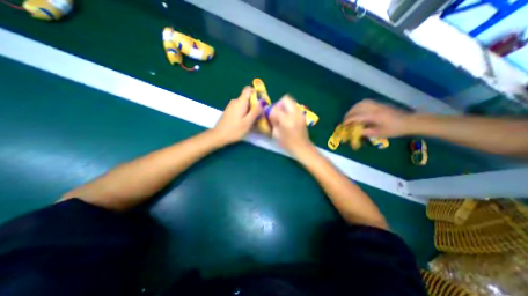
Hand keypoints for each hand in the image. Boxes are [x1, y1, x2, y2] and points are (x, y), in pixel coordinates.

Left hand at [213, 86, 262, 144]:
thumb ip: (255, 111)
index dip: (256, 92)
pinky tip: (246, 121)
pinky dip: (245, 112)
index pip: (248, 89)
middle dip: (255, 104)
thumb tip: (262, 101)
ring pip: (244, 103)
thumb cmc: (234, 130)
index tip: (261, 101)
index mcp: (240, 102)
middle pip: (247, 97)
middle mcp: (235, 101)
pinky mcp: (229, 111)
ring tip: (254, 120)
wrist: (218, 136)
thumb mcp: (247, 122)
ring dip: (250, 109)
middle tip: (259, 114)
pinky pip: (240, 108)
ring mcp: (231, 106)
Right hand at [268, 95, 311, 154]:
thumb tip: (269, 113)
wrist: (302, 148)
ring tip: (281, 115)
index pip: (275, 108)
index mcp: (286, 120)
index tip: (267, 114)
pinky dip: (289, 110)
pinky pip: (294, 108)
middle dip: (279, 104)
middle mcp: (294, 114)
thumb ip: (273, 122)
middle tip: (276, 112)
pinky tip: (287, 119)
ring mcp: (300, 114)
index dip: (270, 110)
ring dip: (284, 106)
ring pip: (291, 102)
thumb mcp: (276, 134)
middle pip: (286, 99)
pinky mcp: (303, 116)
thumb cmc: (287, 144)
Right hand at [345, 98, 409, 137]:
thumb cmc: (394, 130)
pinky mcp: (379, 104)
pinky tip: (358, 110)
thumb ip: (365, 132)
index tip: (343, 125)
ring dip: (353, 109)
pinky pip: (366, 102)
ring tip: (350, 115)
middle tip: (345, 120)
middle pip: (357, 108)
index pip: (357, 116)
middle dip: (349, 114)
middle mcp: (374, 108)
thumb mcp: (379, 133)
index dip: (348, 120)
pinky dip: (358, 105)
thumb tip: (355, 132)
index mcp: (374, 116)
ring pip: (361, 103)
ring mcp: (377, 105)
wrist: (409, 122)